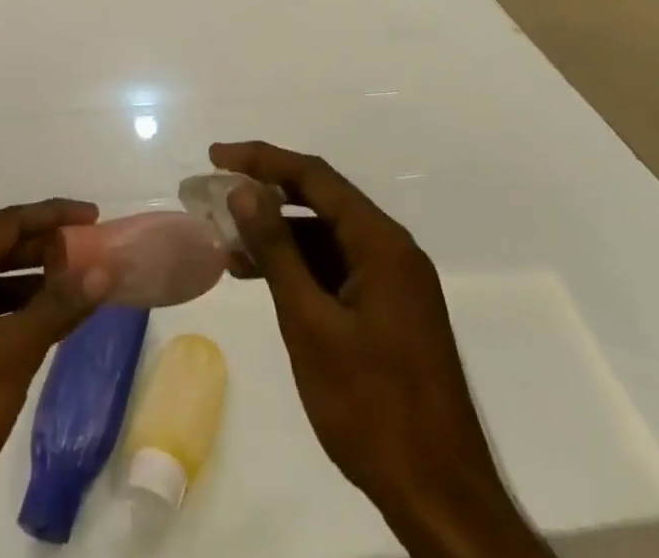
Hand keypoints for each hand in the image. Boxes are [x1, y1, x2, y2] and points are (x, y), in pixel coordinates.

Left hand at [0, 201, 110, 557]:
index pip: (6, 224)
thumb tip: (102, 271)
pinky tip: (29, 336)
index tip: (92, 217)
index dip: (52, 216)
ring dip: (23, 287)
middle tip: (85, 254)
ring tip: (67, 292)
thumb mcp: (12, 356)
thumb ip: (58, 307)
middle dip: (40, 251)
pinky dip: (2, 318)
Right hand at [211, 142, 551, 557]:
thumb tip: (243, 190)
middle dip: (267, 193)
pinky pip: (337, 268)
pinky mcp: (390, 311)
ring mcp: (394, 282)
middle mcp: (392, 250)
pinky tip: (262, 279)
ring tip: (227, 245)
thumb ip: (277, 250)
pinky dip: (299, 267)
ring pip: (327, 237)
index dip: (262, 160)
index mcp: (381, 243)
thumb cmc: (372, 408)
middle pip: (322, 200)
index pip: (314, 177)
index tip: (217, 157)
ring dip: (279, 235)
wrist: (441, 500)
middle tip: (217, 195)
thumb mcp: (310, 324)